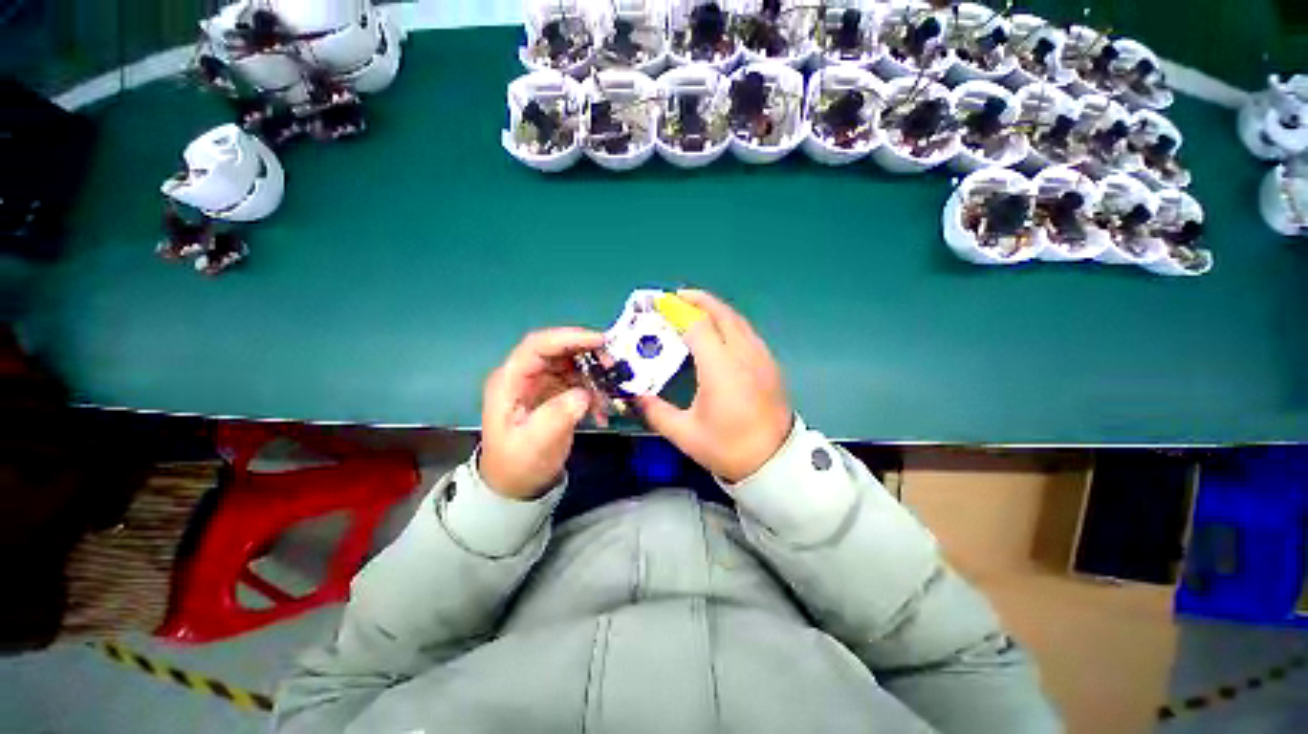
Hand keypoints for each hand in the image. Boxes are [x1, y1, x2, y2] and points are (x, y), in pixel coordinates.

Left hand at [479, 328, 603, 499]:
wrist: (517, 485)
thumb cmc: (519, 464)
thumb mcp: (536, 443)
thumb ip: (557, 416)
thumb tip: (583, 394)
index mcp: (510, 381)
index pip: (537, 346)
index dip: (568, 337)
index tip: (599, 341)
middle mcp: (525, 376)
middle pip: (557, 350)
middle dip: (587, 351)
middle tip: (612, 362)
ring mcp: (541, 383)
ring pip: (571, 363)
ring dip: (594, 371)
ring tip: (611, 387)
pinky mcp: (555, 393)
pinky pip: (578, 381)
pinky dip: (594, 389)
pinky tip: (602, 408)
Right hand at [637, 290, 792, 482]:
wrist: (775, 462)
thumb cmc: (728, 448)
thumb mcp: (685, 434)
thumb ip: (655, 411)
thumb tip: (635, 395)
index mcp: (720, 368)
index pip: (697, 325)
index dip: (676, 311)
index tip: (658, 305)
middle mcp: (743, 354)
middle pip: (721, 313)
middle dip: (697, 300)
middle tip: (676, 298)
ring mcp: (760, 356)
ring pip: (736, 319)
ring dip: (714, 309)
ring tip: (694, 309)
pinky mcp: (769, 363)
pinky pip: (746, 331)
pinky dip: (729, 322)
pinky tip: (718, 332)